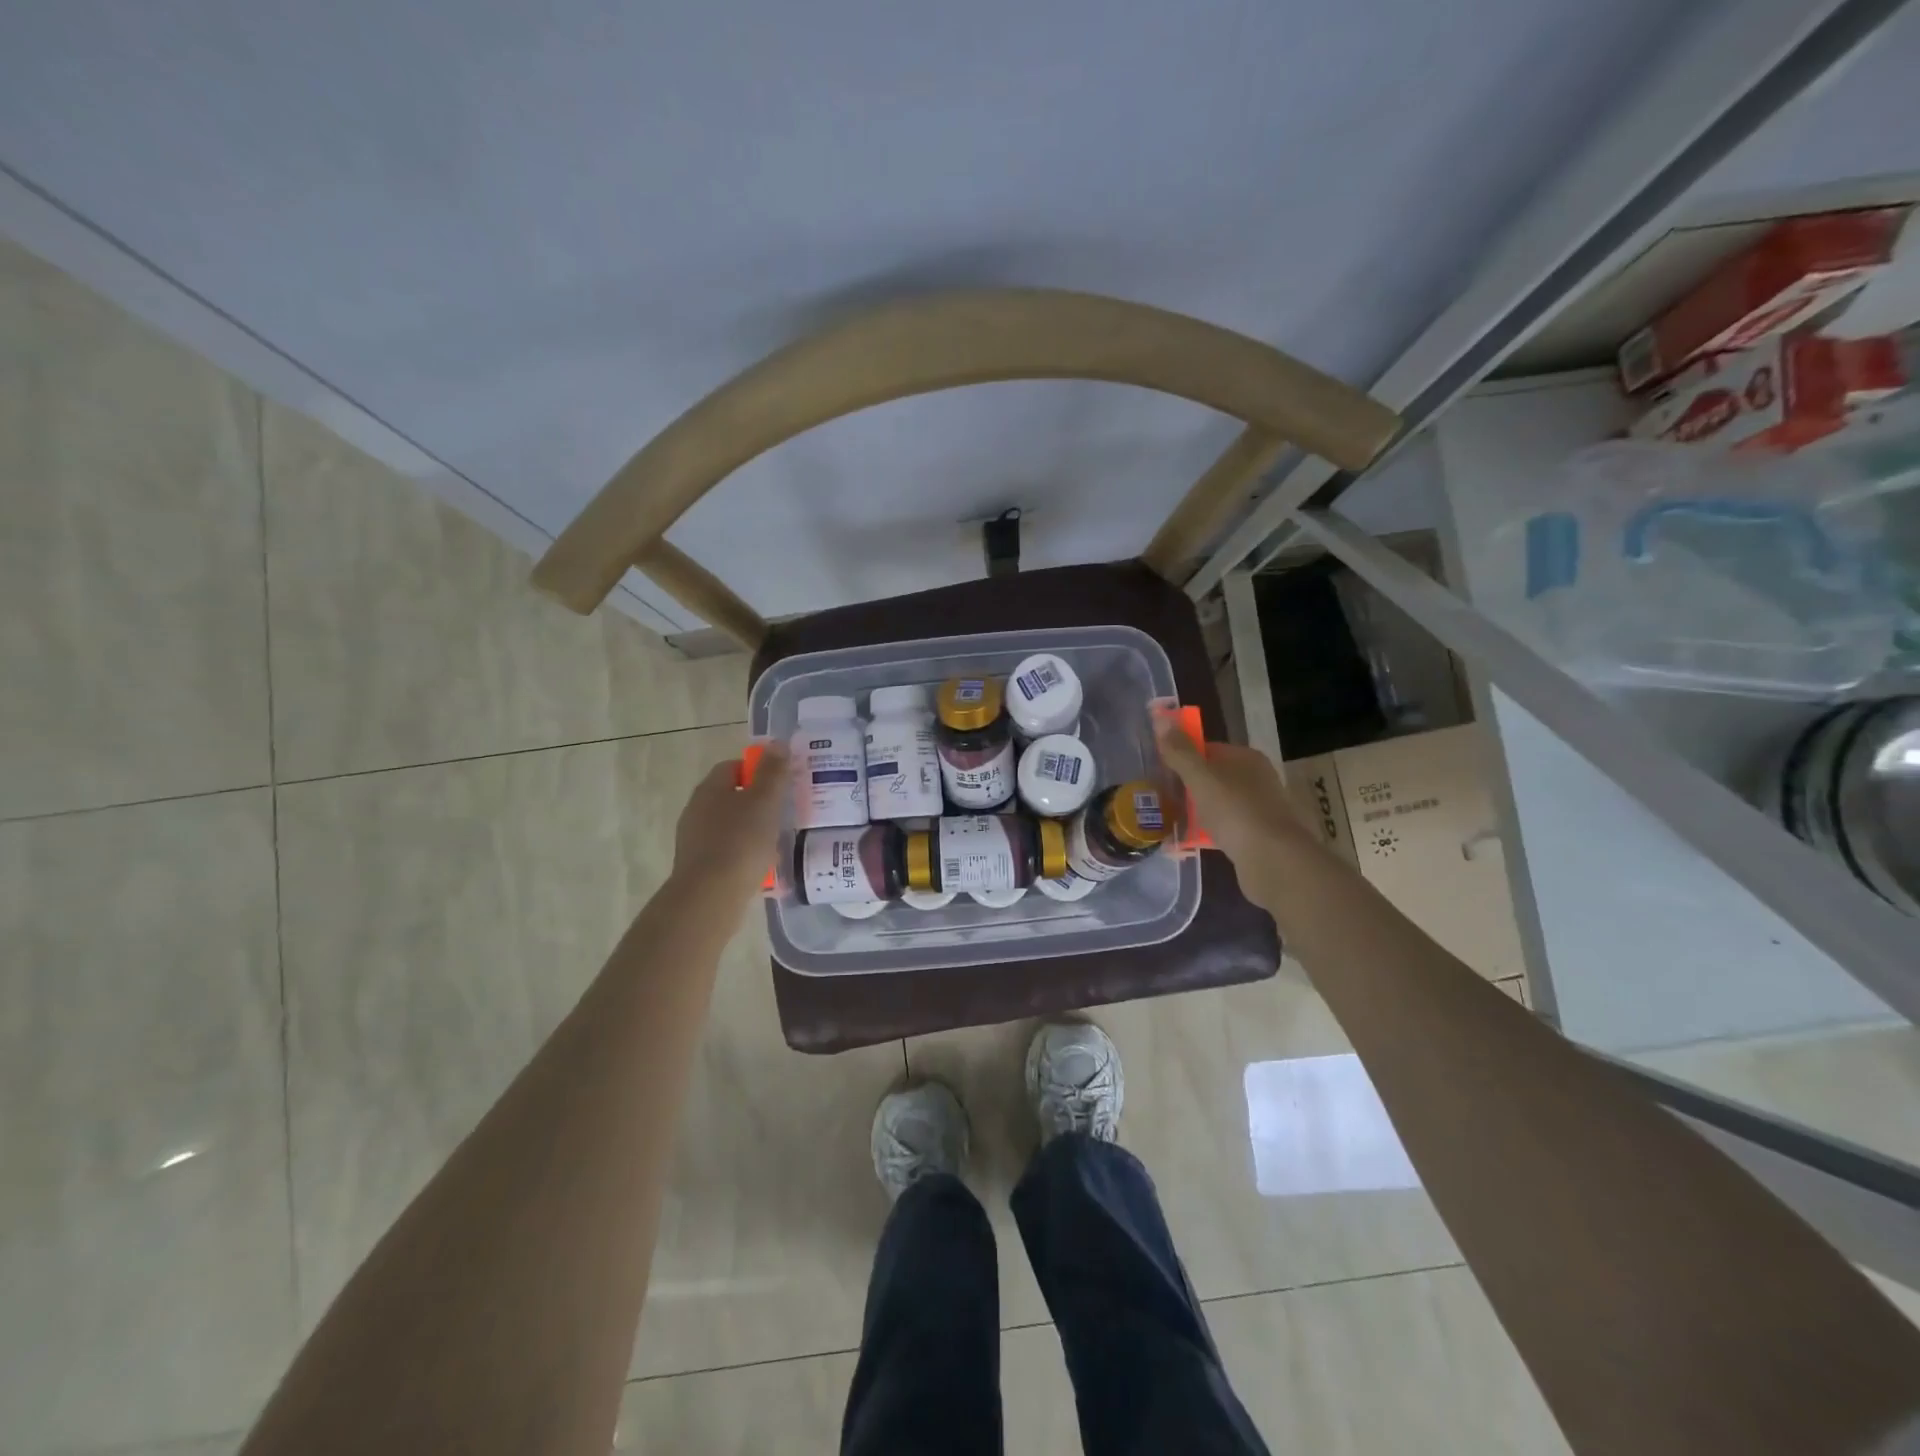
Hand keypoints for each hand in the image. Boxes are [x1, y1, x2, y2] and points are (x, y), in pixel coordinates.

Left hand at [670, 745, 789, 904]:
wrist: (710, 896)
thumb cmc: (740, 842)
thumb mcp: (765, 802)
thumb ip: (773, 772)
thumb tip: (777, 743)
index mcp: (710, 789)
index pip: (732, 766)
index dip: (756, 770)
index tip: (779, 783)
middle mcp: (697, 809)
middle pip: (730, 796)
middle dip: (756, 802)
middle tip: (783, 812)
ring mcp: (694, 839)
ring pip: (729, 825)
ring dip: (751, 829)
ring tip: (776, 842)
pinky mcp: (698, 866)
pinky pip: (726, 851)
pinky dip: (744, 854)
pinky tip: (761, 867)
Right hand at [1152, 716, 1298, 868]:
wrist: (1272, 859)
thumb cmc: (1234, 810)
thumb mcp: (1200, 777)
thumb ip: (1180, 751)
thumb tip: (1161, 717)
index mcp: (1246, 758)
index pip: (1208, 749)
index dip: (1182, 758)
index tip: (1160, 772)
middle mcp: (1256, 779)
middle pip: (1212, 778)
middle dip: (1186, 789)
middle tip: (1160, 800)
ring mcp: (1258, 808)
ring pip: (1216, 804)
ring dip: (1193, 813)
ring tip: (1168, 824)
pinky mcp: (1257, 836)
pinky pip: (1223, 829)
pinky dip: (1205, 834)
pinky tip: (1185, 845)